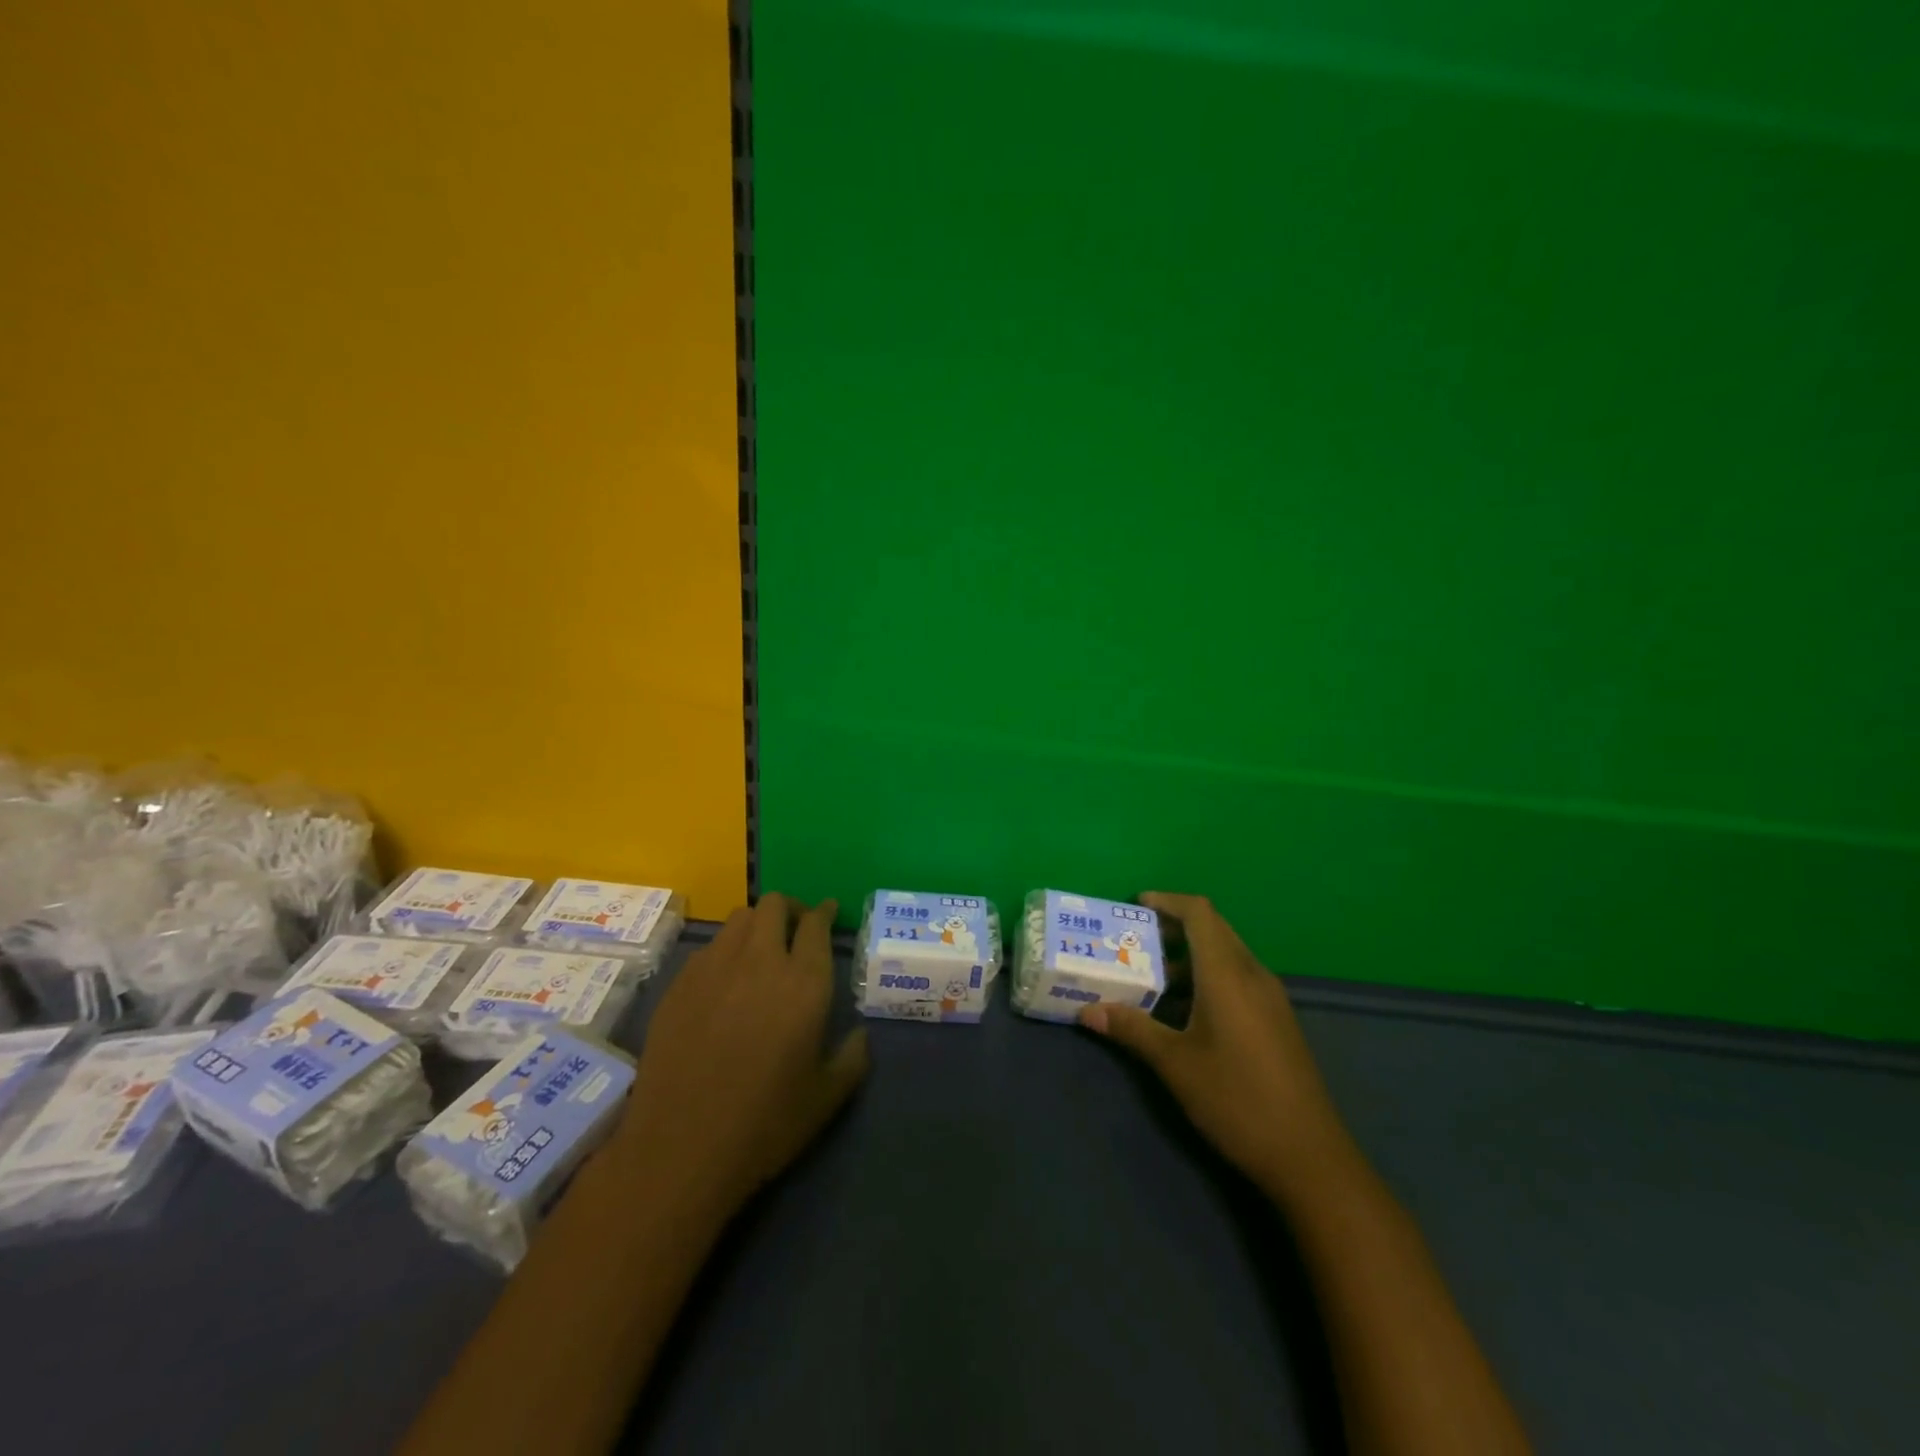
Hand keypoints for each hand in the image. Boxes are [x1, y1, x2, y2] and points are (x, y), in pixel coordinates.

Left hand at [616, 893, 868, 1217]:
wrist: (679, 1150)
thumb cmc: (764, 1124)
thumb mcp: (827, 1097)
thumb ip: (853, 1057)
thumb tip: (860, 1034)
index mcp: (803, 983)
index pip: (816, 924)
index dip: (825, 913)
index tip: (829, 913)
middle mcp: (759, 961)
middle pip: (774, 905)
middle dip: (790, 910)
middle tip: (796, 930)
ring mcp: (713, 968)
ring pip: (739, 919)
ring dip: (757, 924)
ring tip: (761, 950)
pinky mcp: (679, 984)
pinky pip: (709, 948)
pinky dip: (726, 951)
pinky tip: (725, 982)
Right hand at [1079, 892, 1350, 1197]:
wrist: (1309, 1156)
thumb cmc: (1236, 1100)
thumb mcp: (1175, 1064)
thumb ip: (1132, 1029)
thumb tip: (1088, 1010)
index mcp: (1228, 974)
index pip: (1200, 914)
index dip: (1168, 901)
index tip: (1136, 905)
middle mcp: (1253, 975)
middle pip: (1213, 929)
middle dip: (1173, 926)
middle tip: (1134, 940)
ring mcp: (1270, 998)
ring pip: (1225, 955)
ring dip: (1189, 955)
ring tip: (1151, 977)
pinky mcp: (1277, 1020)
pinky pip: (1238, 978)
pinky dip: (1207, 977)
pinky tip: (1185, 1011)